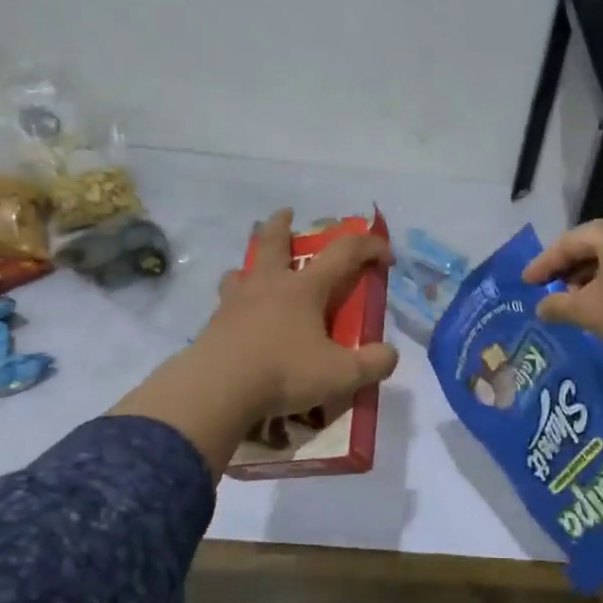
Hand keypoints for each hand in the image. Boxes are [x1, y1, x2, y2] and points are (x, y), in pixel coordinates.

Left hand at [195, 209, 398, 420]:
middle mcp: (269, 285)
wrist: (217, 389)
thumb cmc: (284, 372)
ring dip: (251, 265)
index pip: (344, 253)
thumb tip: (389, 354)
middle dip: (282, 224)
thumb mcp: (341, 375)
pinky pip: (224, 304)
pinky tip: (238, 321)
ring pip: (241, 271)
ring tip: (254, 274)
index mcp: (305, 288)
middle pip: (273, 241)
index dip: (369, 247)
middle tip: (286, 213)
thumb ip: (373, 364)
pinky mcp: (213, 325)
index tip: (385, 255)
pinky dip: (234, 304)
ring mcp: (236, 303)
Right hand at [522, 212, 602, 370]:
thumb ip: (558, 305)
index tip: (526, 282)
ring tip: (575, 301)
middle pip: (595, 245)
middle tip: (549, 291)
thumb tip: (541, 307)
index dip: (544, 264)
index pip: (570, 242)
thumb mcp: (589, 311)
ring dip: (592, 277)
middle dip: (570, 270)